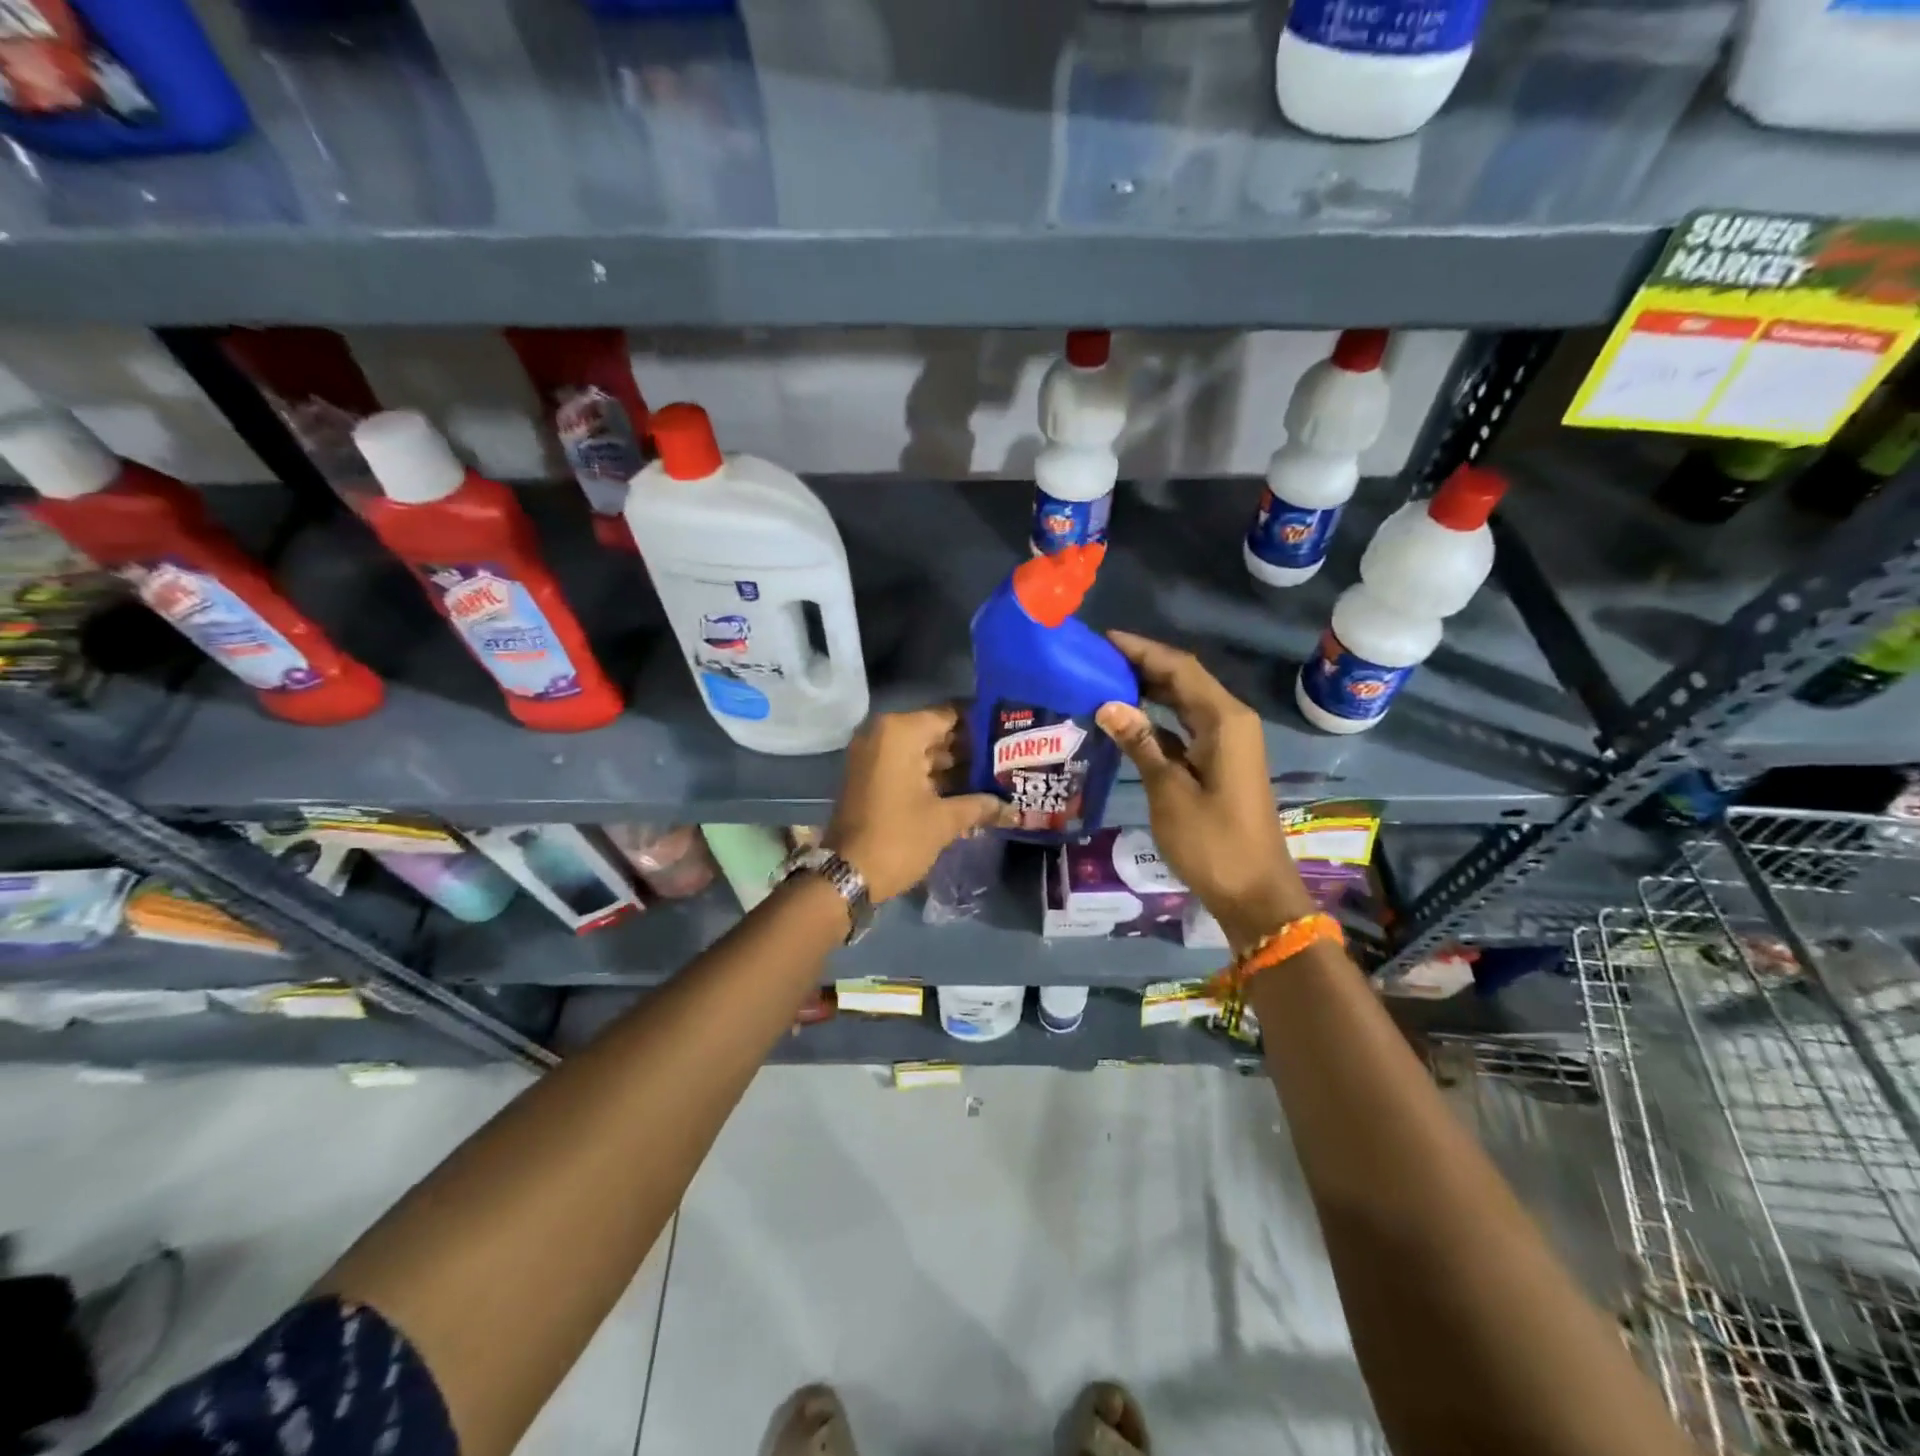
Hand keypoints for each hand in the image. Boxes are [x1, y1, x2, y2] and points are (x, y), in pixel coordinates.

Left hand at [826, 705, 1013, 902]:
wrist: (846, 874)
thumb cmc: (898, 838)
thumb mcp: (944, 821)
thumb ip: (980, 805)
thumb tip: (1012, 807)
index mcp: (900, 732)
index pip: (951, 715)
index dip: (981, 726)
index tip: (1009, 737)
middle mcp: (883, 734)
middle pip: (936, 733)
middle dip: (969, 749)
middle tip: (1006, 761)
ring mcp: (872, 755)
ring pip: (922, 752)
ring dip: (953, 766)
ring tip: (993, 778)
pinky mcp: (869, 777)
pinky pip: (907, 766)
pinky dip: (932, 777)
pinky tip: (965, 793)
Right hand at [1095, 633, 1314, 953]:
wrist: (1254, 892)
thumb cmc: (1212, 842)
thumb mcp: (1168, 790)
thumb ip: (1140, 743)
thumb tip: (1108, 704)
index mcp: (1224, 720)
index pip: (1180, 668)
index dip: (1142, 650)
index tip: (1103, 640)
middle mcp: (1231, 722)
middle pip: (1184, 680)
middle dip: (1143, 666)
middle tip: (1096, 660)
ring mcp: (1228, 743)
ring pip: (1185, 703)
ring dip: (1150, 690)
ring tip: (1104, 682)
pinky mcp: (1221, 763)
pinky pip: (1186, 727)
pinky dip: (1158, 720)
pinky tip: (1127, 722)